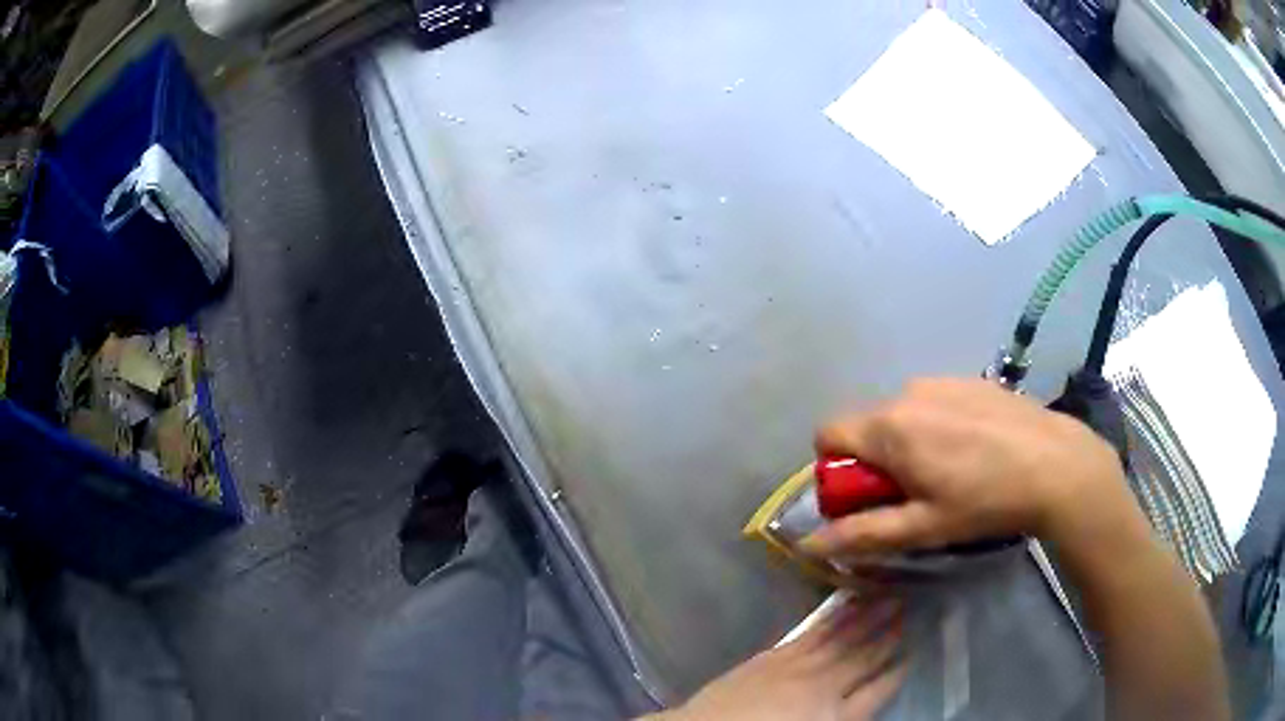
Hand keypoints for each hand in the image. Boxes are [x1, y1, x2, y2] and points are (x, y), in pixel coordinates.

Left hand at [653, 596, 905, 720]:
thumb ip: (845, 717)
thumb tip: (862, 707)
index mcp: (835, 716)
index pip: (879, 691)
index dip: (898, 672)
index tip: (915, 651)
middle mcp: (823, 685)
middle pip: (864, 656)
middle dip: (889, 632)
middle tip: (910, 605)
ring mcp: (796, 667)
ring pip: (841, 637)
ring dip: (866, 616)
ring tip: (887, 595)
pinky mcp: (770, 657)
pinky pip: (810, 633)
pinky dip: (831, 618)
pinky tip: (842, 606)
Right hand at [802, 378, 1127, 557]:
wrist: (1056, 464)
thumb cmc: (985, 500)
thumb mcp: (922, 528)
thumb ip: (862, 534)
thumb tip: (808, 544)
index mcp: (890, 427)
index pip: (828, 434)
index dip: (836, 469)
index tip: (867, 497)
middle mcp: (908, 392)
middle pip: (868, 426)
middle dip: (877, 461)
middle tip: (916, 494)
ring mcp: (943, 380)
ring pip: (903, 414)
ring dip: (909, 443)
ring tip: (952, 472)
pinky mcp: (971, 379)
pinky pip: (935, 402)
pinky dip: (939, 426)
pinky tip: (976, 450)